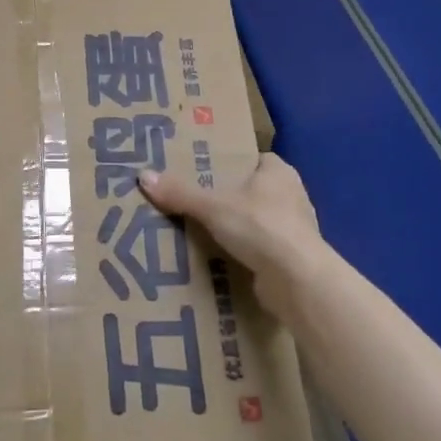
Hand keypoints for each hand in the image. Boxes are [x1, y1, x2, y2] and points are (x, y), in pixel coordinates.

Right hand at [139, 152, 332, 320]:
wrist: (297, 281)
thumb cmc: (261, 227)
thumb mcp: (213, 206)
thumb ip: (180, 193)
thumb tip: (143, 176)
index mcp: (279, 172)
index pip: (253, 159)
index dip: (230, 164)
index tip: (203, 172)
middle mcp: (291, 196)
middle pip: (253, 191)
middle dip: (228, 199)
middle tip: (194, 202)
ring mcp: (294, 230)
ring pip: (257, 222)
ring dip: (236, 229)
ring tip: (201, 233)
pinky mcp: (292, 260)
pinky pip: (261, 251)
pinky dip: (244, 255)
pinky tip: (220, 260)